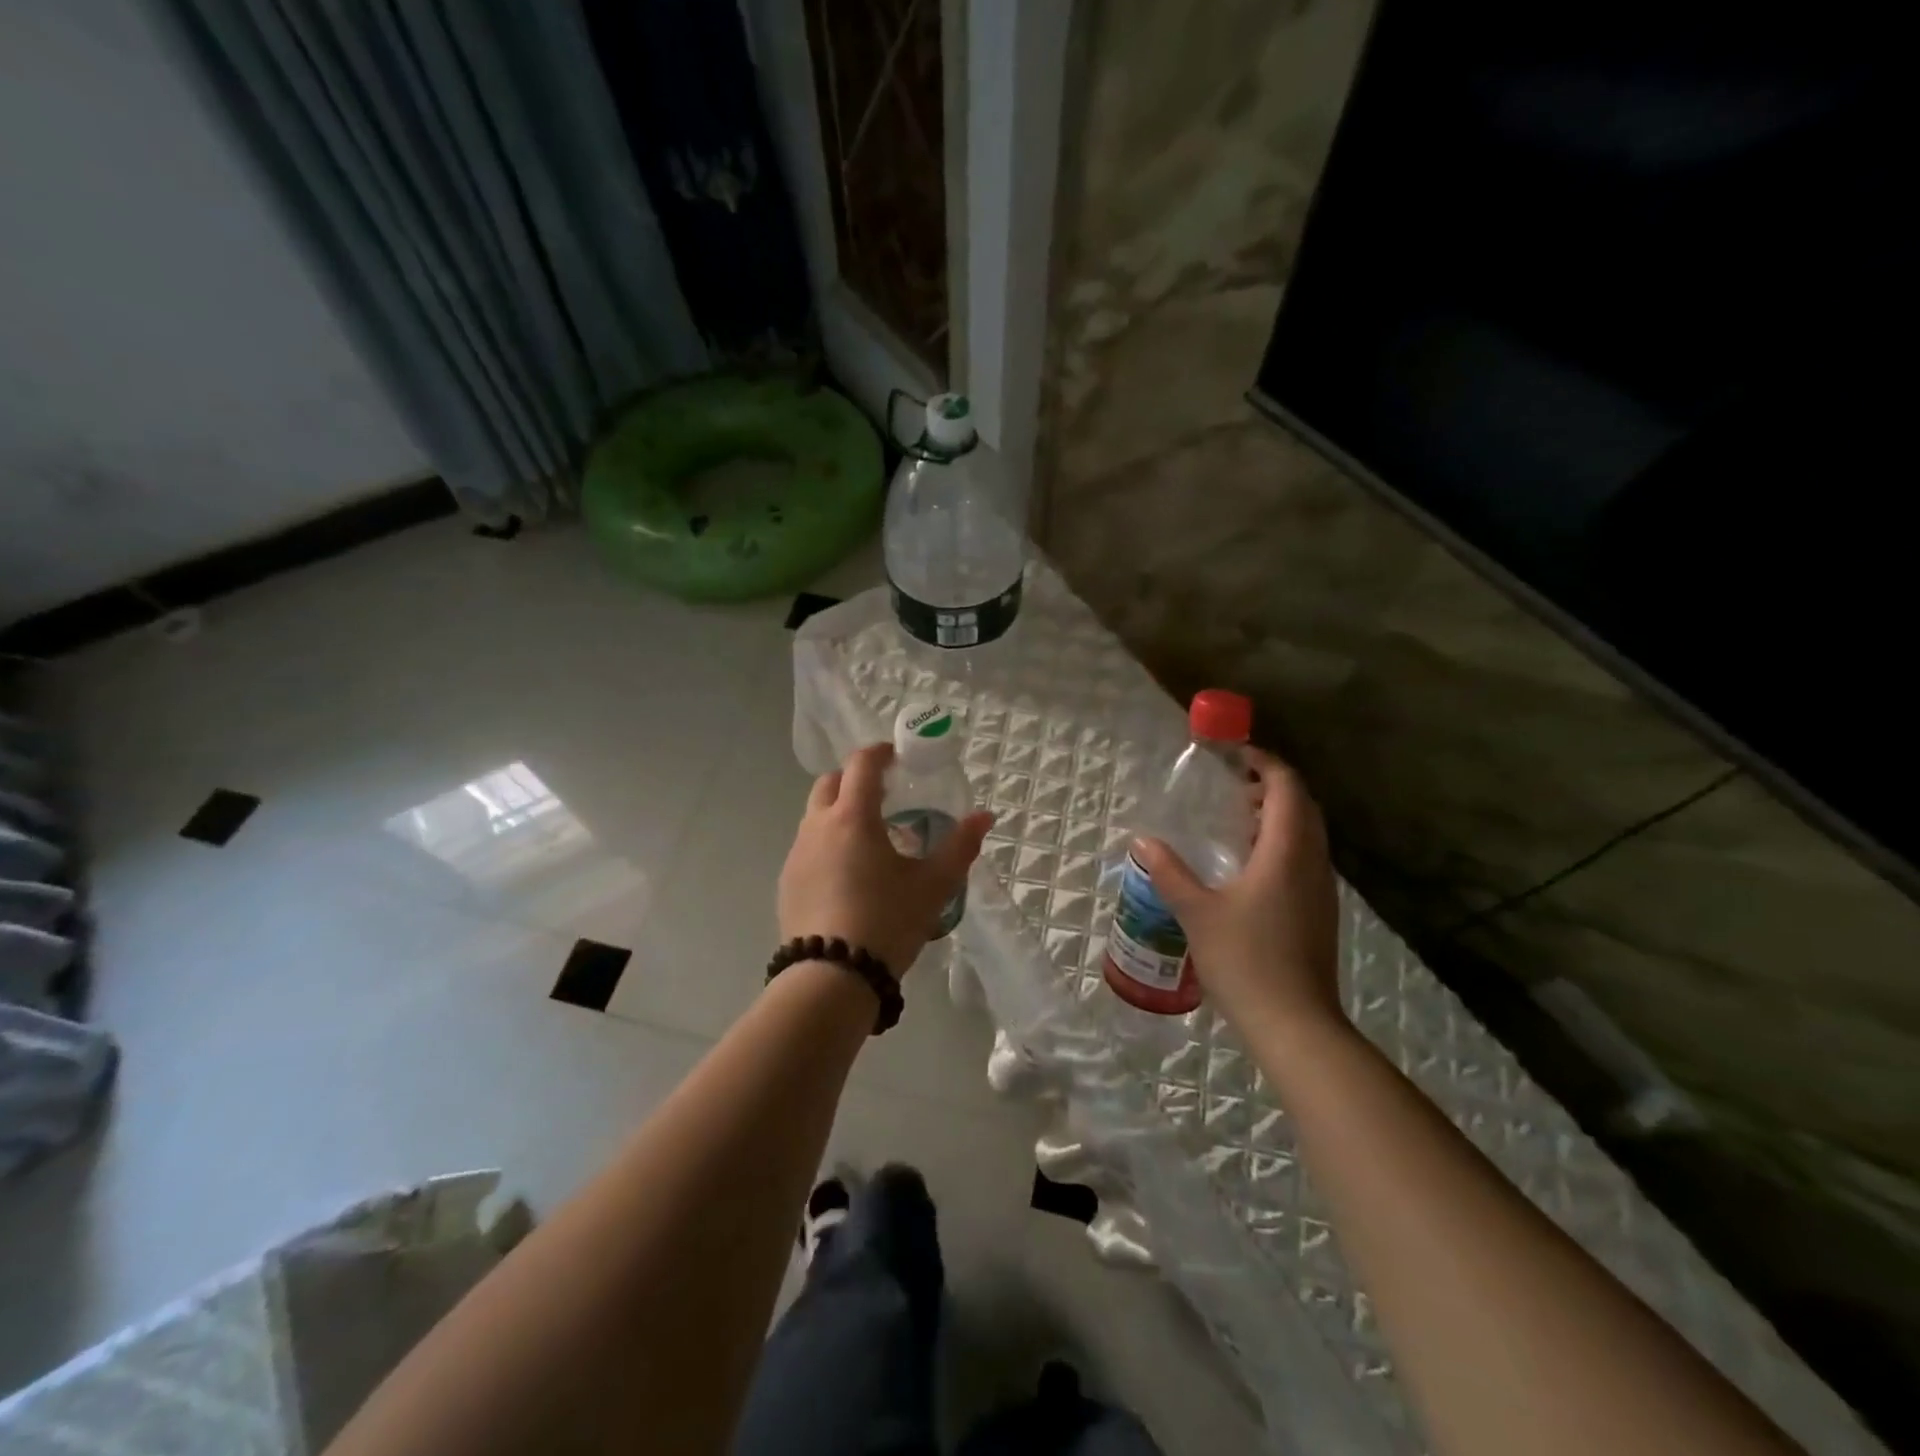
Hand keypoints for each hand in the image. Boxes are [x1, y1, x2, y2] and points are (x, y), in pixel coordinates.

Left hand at [779, 742, 994, 978]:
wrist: (831, 978)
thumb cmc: (887, 921)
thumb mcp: (933, 885)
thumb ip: (960, 846)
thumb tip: (984, 816)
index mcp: (852, 817)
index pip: (861, 764)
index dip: (880, 753)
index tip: (898, 757)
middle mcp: (817, 826)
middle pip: (830, 783)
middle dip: (855, 779)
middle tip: (885, 795)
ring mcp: (796, 855)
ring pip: (815, 816)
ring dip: (840, 812)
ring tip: (871, 839)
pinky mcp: (787, 883)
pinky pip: (808, 847)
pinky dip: (828, 843)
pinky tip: (849, 875)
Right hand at [1132, 747, 1341, 1035]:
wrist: (1295, 1024)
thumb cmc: (1245, 960)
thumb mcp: (1196, 912)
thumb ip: (1169, 871)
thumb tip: (1143, 840)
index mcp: (1286, 851)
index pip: (1287, 787)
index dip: (1264, 762)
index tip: (1234, 754)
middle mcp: (1312, 862)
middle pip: (1303, 805)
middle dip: (1271, 785)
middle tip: (1232, 785)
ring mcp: (1321, 888)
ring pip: (1308, 832)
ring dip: (1279, 815)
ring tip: (1236, 820)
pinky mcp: (1320, 911)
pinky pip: (1306, 857)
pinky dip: (1283, 842)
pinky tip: (1249, 865)